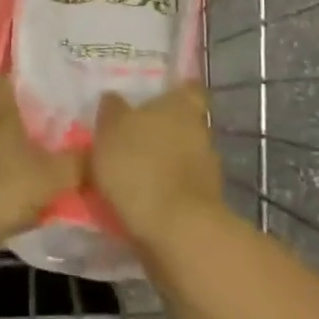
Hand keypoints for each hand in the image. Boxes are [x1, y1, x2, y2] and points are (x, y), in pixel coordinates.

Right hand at [90, 84, 223, 253]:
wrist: (176, 231)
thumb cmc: (140, 166)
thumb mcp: (110, 130)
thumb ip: (113, 111)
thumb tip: (115, 98)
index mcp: (182, 106)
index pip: (187, 88)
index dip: (175, 91)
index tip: (156, 98)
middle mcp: (201, 132)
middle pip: (183, 124)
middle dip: (161, 131)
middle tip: (130, 139)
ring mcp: (207, 170)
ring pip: (182, 157)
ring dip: (162, 163)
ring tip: (129, 174)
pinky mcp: (205, 203)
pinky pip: (179, 188)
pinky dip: (164, 191)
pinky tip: (140, 200)